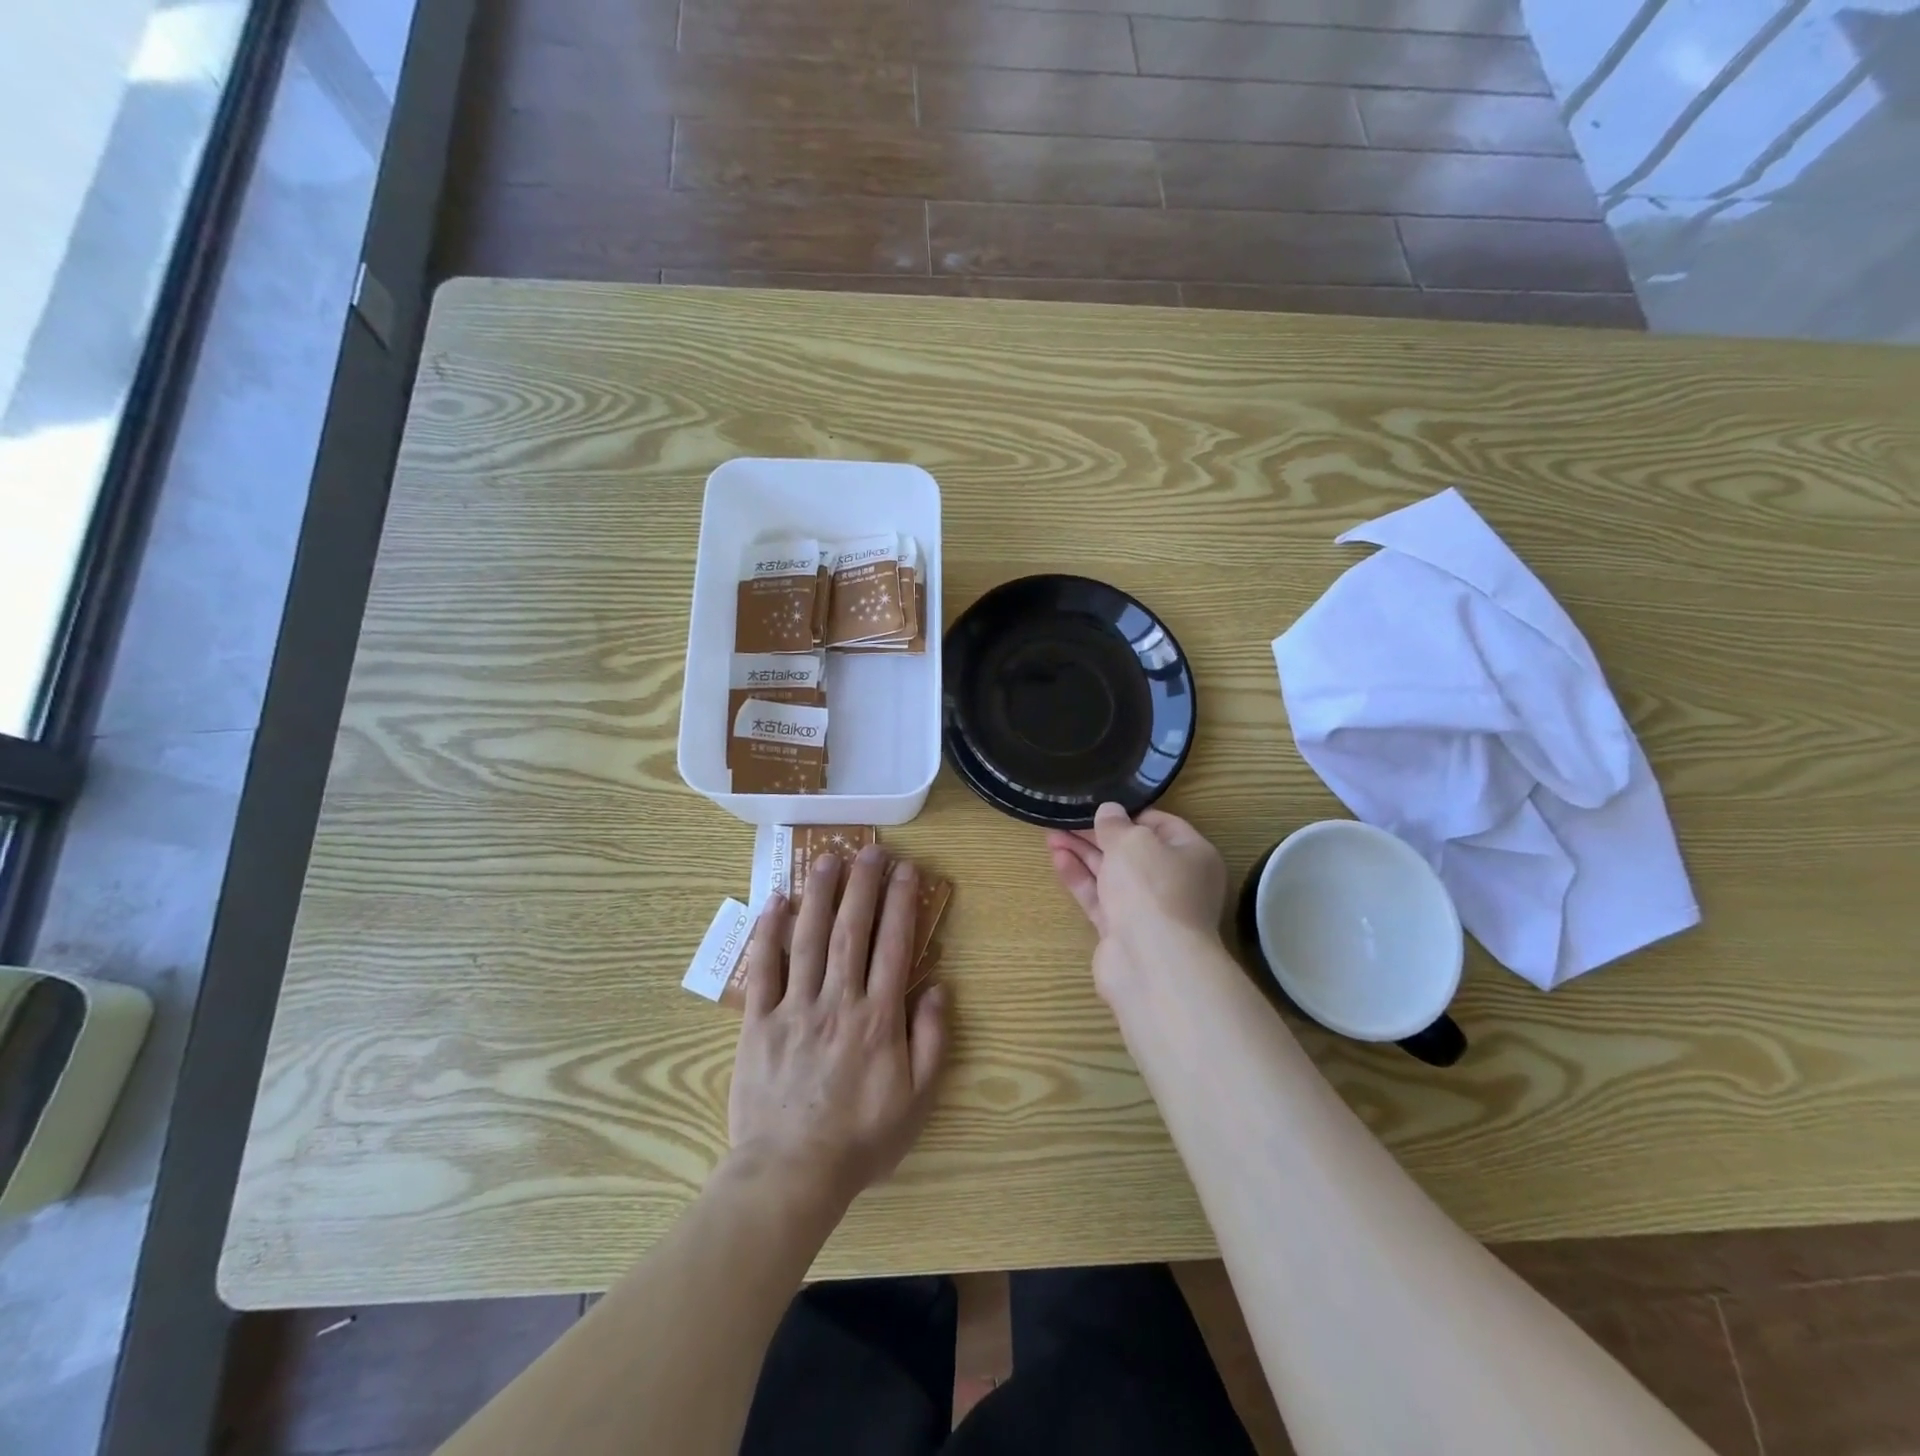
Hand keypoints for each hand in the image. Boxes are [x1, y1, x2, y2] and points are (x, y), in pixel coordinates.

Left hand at [726, 845, 950, 1212]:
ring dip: (819, 894)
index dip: (901, 903)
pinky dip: (768, 932)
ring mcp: (795, 1008)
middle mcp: (838, 1000)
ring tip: (826, 858)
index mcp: (878, 1017)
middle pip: (851, 931)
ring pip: (807, 939)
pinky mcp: (759, 1022)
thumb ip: (931, 1040)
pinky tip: (775, 901)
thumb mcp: (916, 1099)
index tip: (906, 870)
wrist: (791, 1174)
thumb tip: (938, 987)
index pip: (894, 945)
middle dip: (862, 885)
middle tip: (868, 849)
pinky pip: (763, 969)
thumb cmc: (861, 1139)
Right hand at [1048, 802, 1227, 993]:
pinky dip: (1080, 878)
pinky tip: (1057, 858)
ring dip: (1084, 853)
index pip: (1162, 825)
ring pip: (1112, 874)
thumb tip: (1109, 811)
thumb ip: (1115, 824)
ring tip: (1051, 834)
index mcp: (1193, 855)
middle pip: (1133, 851)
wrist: (1151, 961)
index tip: (1100, 806)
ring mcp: (1148, 909)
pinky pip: (1100, 898)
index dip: (1130, 814)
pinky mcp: (1123, 931)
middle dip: (1099, 834)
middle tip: (1066, 818)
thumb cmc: (1152, 887)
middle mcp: (1175, 882)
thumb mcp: (1132, 841)